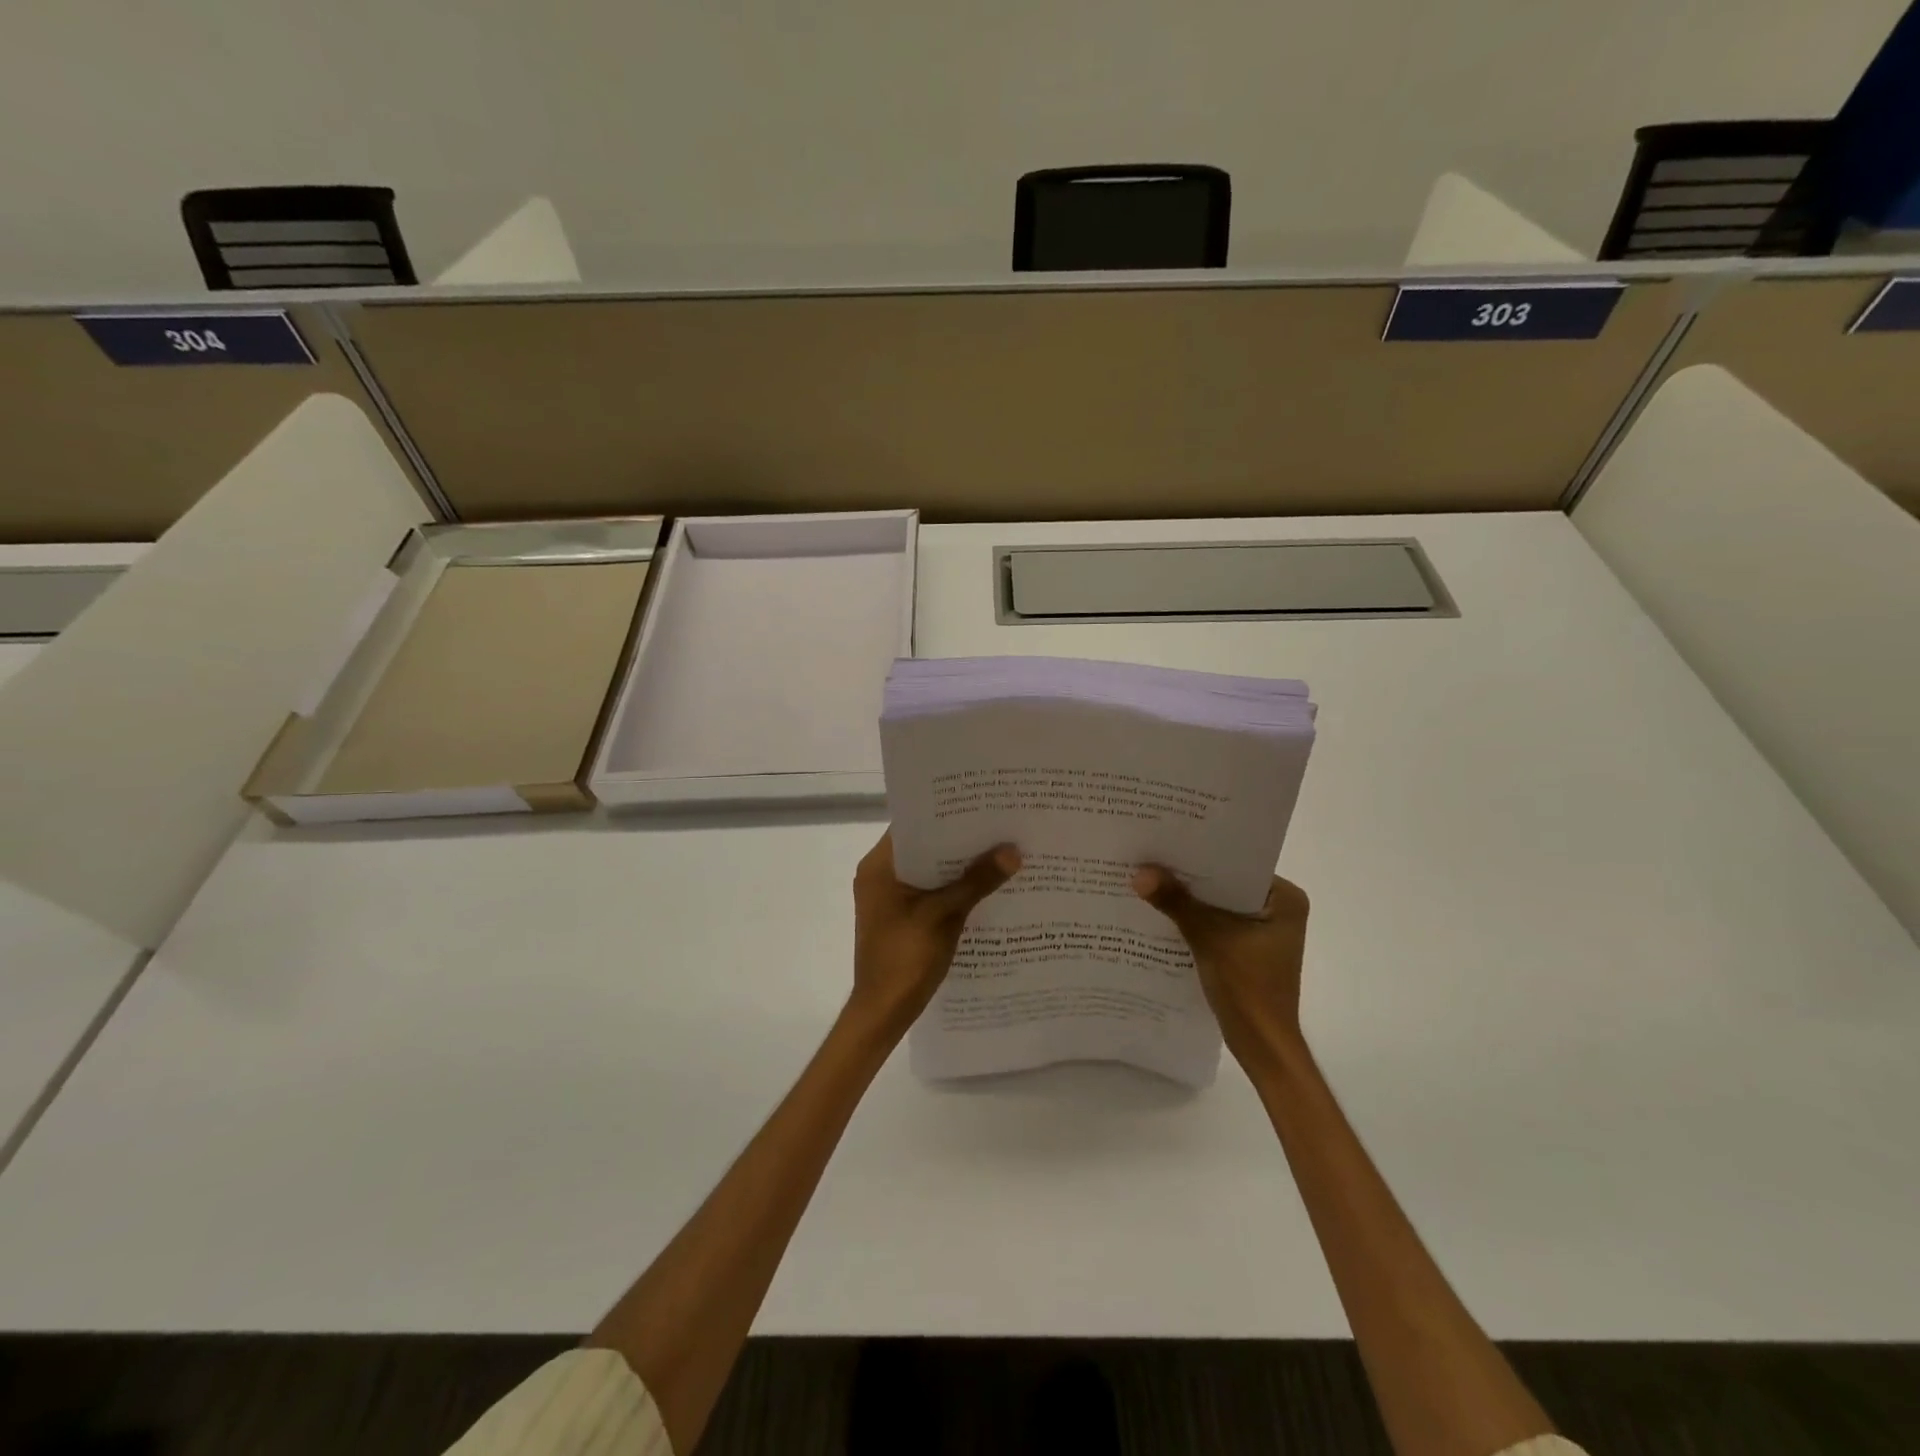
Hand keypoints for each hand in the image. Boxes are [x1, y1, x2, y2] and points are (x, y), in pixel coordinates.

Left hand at [849, 831, 1020, 1040]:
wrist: (883, 1011)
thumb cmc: (905, 958)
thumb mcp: (944, 915)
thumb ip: (976, 882)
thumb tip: (1013, 851)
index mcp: (880, 866)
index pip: (913, 825)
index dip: (945, 814)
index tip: (980, 805)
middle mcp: (880, 875)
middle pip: (924, 847)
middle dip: (959, 841)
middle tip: (999, 825)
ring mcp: (890, 898)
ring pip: (930, 871)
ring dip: (958, 866)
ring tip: (999, 851)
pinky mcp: (902, 917)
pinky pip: (930, 891)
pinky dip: (953, 888)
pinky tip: (985, 887)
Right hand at [1133, 867, 1309, 1068]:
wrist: (1262, 1045)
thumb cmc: (1248, 987)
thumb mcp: (1209, 937)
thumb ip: (1176, 902)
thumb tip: (1140, 872)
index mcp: (1285, 898)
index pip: (1237, 863)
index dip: (1201, 853)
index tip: (1167, 839)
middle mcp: (1278, 909)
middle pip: (1225, 884)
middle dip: (1190, 876)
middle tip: (1150, 857)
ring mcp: (1263, 931)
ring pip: (1218, 905)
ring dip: (1188, 900)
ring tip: (1149, 880)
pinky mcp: (1247, 950)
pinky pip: (1216, 924)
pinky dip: (1193, 921)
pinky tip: (1161, 913)